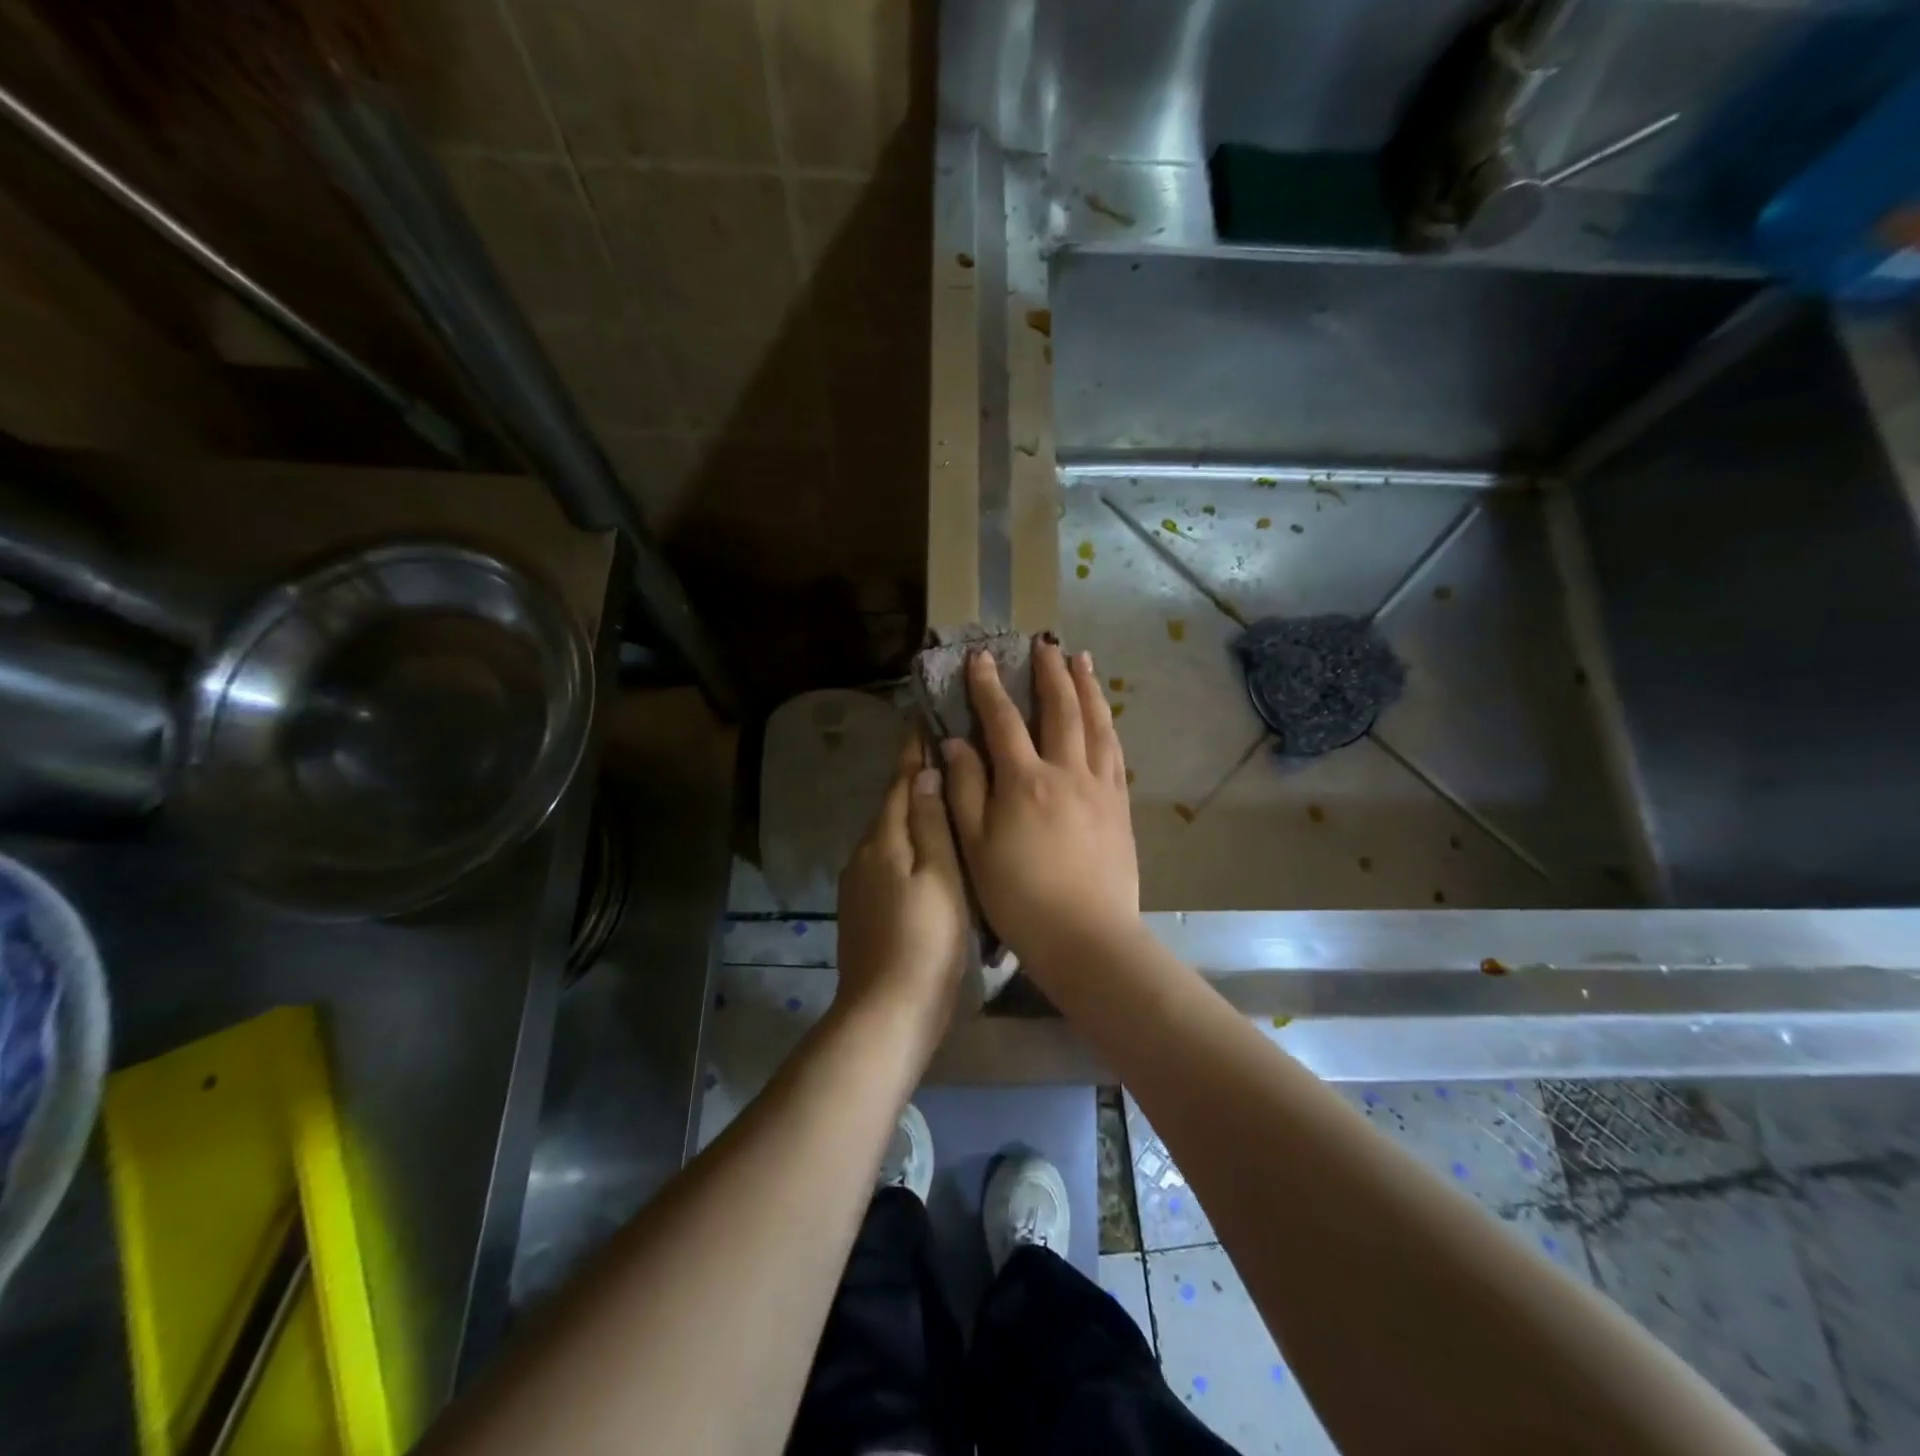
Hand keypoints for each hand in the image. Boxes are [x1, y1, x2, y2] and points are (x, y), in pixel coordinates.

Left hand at [835, 728, 969, 1056]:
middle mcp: (863, 854)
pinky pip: (888, 861)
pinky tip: (929, 852)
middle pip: (891, 806)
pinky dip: (908, 845)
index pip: (899, 782)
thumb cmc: (926, 940)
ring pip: (890, 835)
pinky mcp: (863, 910)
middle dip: (913, 779)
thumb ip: (930, 823)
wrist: (887, 1012)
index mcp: (883, 840)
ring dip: (911, 812)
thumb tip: (924, 771)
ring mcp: (859, 885)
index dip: (913, 750)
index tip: (924, 716)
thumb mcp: (939, 877)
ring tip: (945, 797)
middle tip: (947, 752)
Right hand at [942, 640, 1140, 980]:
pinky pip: (1115, 753)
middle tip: (1045, 643)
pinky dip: (1108, 725)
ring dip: (1088, 688)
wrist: (1087, 937)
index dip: (989, 686)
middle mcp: (1066, 772)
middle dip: (1050, 672)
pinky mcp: (1120, 807)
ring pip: (1096, 724)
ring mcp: (1100, 788)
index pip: (1002, 720)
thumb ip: (965, 790)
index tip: (981, 656)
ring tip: (1083, 661)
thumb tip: (956, 743)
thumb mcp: (976, 847)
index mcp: (1025, 781)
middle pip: (1061, 709)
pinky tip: (1105, 718)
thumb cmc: (1020, 897)